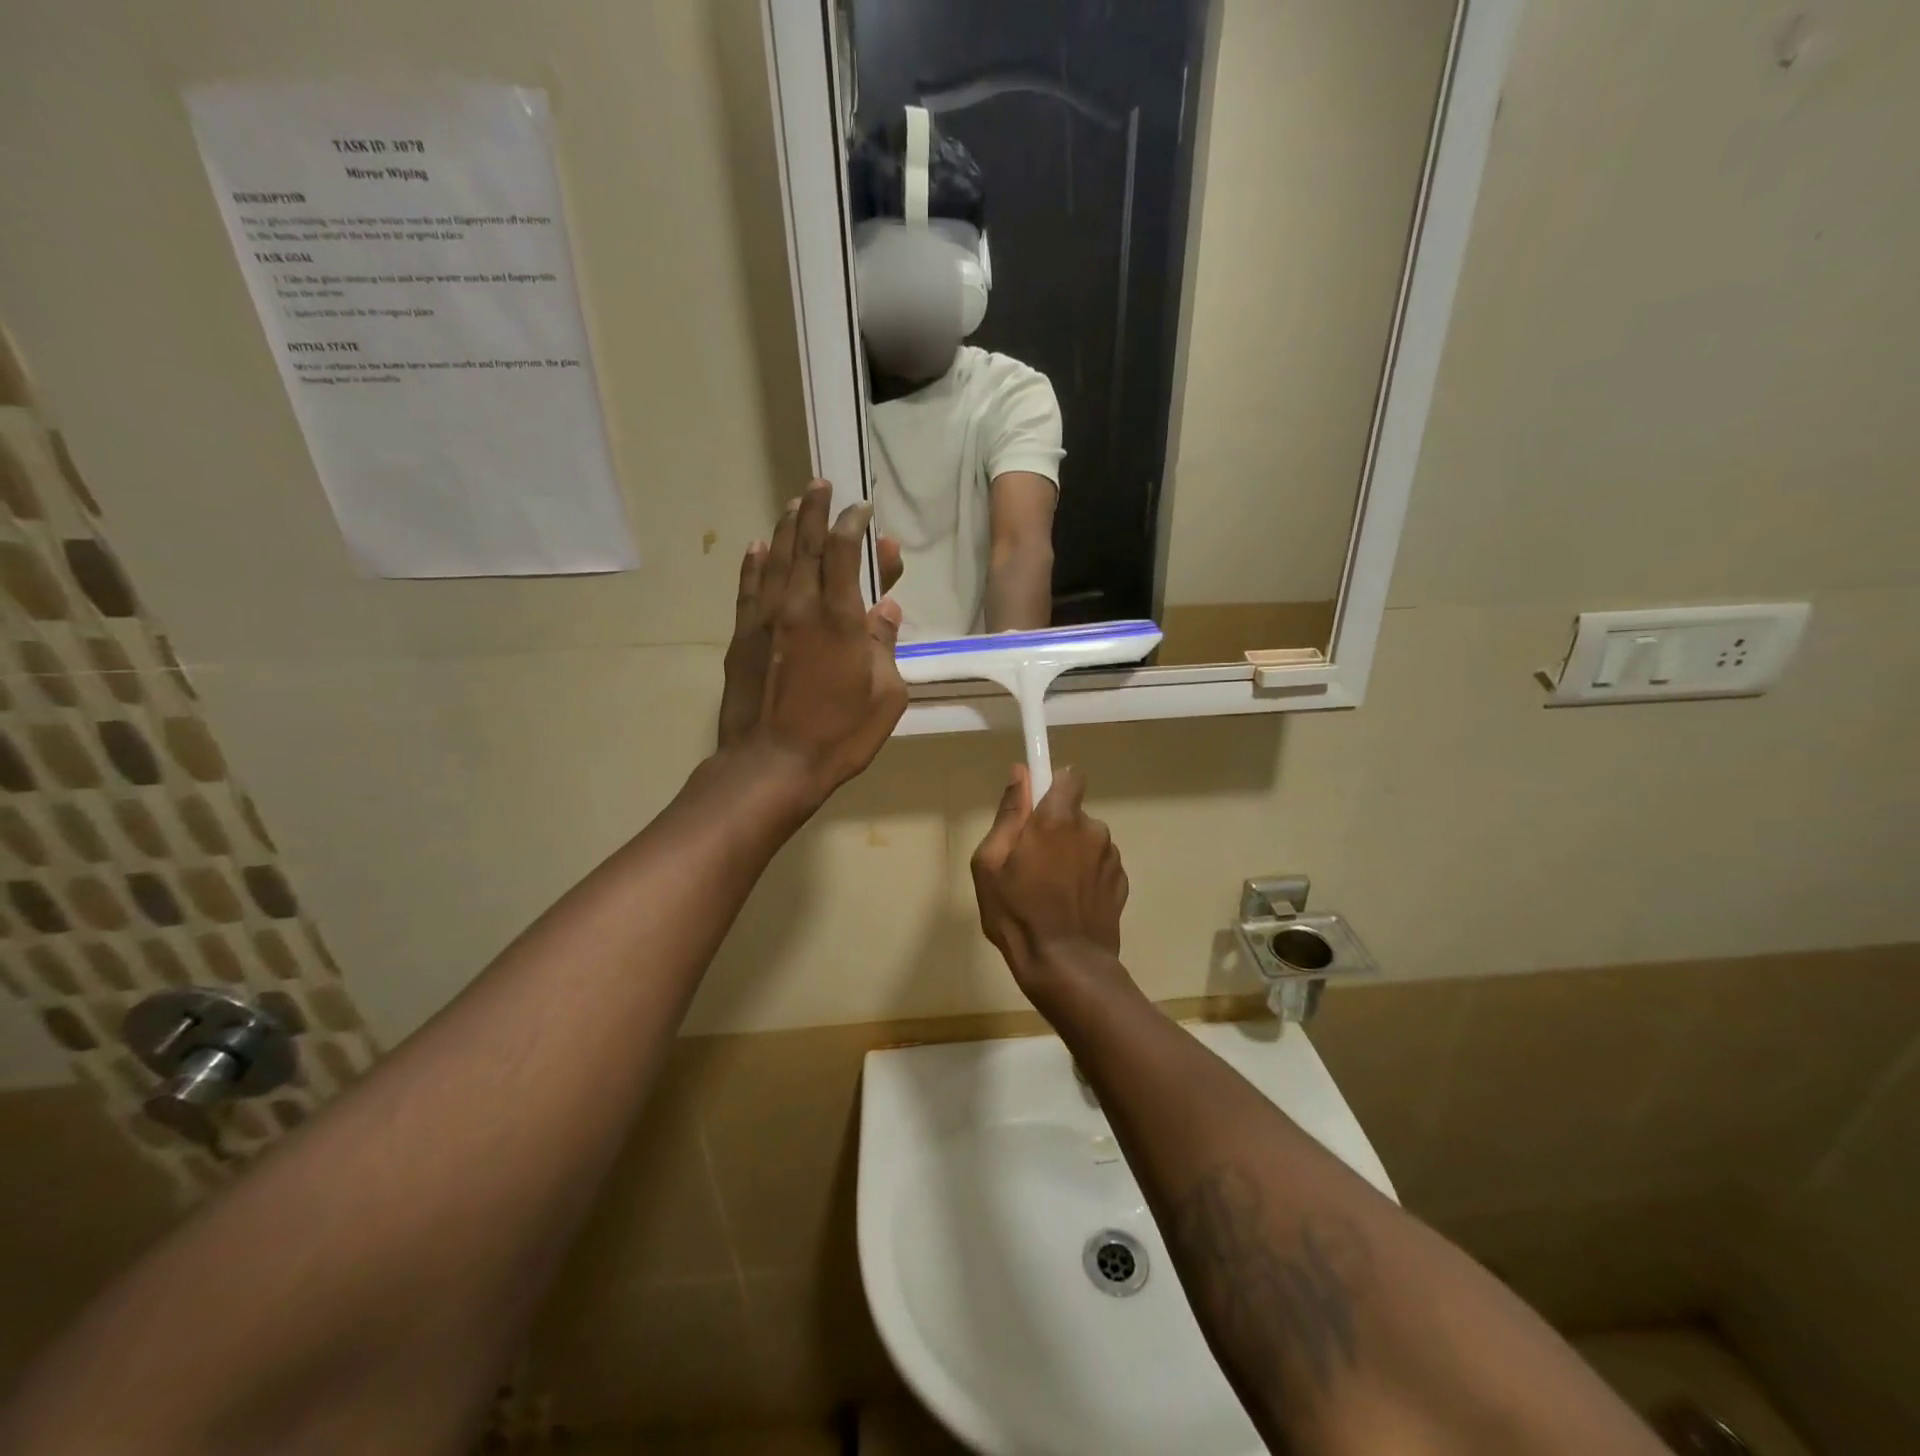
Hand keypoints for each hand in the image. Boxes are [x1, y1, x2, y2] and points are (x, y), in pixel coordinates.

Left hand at [718, 481, 908, 808]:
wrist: (771, 765)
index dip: (853, 523)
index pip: (843, 551)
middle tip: (820, 484)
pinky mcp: (742, 639)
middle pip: (805, 544)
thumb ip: (885, 646)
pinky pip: (747, 589)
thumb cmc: (839, 735)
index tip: (861, 509)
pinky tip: (755, 547)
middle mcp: (798, 606)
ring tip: (793, 504)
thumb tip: (884, 610)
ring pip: (774, 559)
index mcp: (839, 618)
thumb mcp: (886, 696)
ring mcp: (764, 620)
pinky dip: (753, 564)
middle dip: (814, 510)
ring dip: (785, 528)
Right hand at [971, 764, 1128, 997]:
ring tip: (1050, 890)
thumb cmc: (1017, 913)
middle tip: (1030, 862)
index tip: (1035, 806)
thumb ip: (1008, 814)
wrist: (1066, 967)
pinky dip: (1086, 877)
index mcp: (1058, 819)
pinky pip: (1099, 866)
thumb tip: (1020, 773)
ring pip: (1086, 841)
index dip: (1052, 786)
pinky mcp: (1121, 885)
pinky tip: (1069, 904)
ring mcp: (1111, 858)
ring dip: (1072, 854)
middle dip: (1055, 829)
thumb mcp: (990, 863)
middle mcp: (1092, 830)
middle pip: (1073, 814)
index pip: (1068, 776)